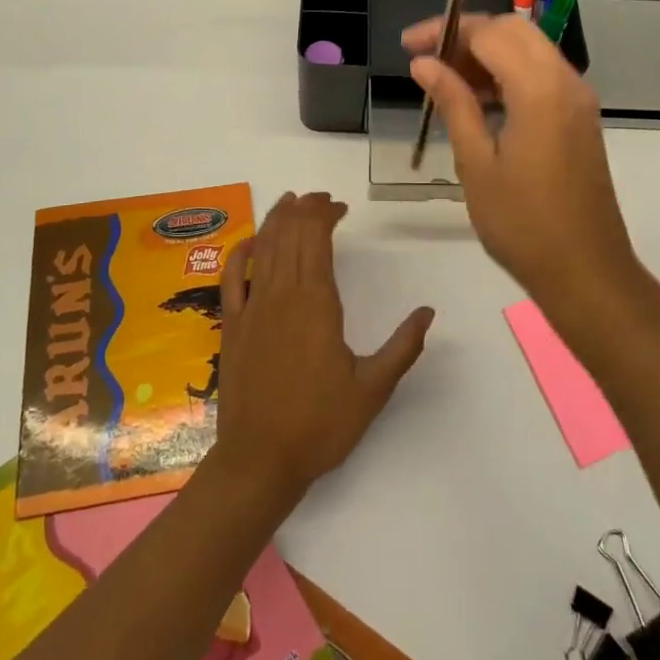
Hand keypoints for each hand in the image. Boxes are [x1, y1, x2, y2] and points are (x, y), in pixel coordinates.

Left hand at [213, 192, 433, 502]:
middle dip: (304, 209)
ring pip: (263, 248)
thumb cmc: (320, 425)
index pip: (316, 239)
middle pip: (289, 235)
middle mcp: (281, 294)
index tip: (341, 208)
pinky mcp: (232, 325)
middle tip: (320, 199)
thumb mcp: (373, 389)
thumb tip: (428, 311)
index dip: (325, 214)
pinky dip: (240, 253)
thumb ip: (403, 347)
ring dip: (276, 220)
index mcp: (316, 303)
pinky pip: (232, 278)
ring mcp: (252, 307)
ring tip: (290, 201)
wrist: (260, 460)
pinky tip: (250, 241)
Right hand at [403, 13, 637, 307]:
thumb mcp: (476, 162)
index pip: (489, 33)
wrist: (586, 272)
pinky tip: (478, 100)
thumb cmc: (523, 223)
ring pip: (529, 49)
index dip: (445, 31)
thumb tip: (424, 63)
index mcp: (540, 89)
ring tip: (444, 80)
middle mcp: (565, 81)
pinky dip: (508, 73)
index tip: (408, 46)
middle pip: (513, 30)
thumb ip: (453, 103)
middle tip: (427, 58)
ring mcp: (577, 99)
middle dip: (467, 34)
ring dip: (487, 53)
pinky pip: (541, 75)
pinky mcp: (579, 117)